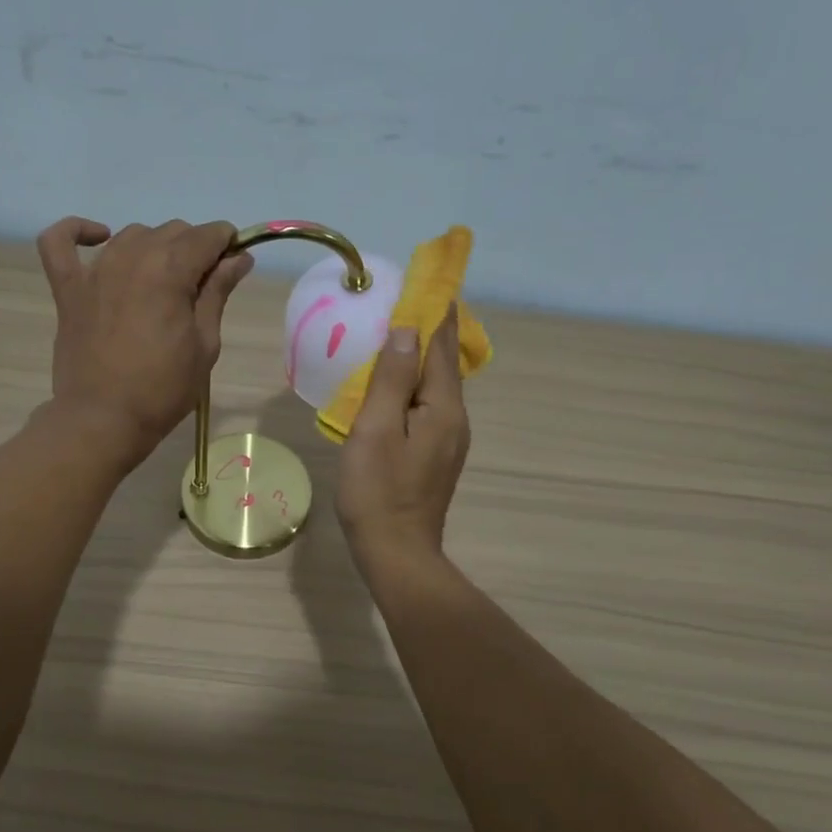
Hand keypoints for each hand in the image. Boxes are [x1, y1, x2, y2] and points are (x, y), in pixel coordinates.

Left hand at [37, 217, 253, 467]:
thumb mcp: (204, 344)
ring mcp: (95, 270)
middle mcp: (132, 257)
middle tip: (201, 287)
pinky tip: (99, 238)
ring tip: (162, 280)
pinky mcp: (68, 288)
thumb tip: (238, 257)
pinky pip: (59, 242)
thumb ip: (218, 293)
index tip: (234, 263)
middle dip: (194, 248)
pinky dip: (77, 231)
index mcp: (170, 270)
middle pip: (172, 231)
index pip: (206, 236)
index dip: (226, 243)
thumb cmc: (163, 389)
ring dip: (154, 246)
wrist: (104, 419)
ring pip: (131, 234)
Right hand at [335, 307, 469, 572]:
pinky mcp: (436, 456)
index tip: (427, 278)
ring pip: (436, 386)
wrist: (397, 553)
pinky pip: (428, 407)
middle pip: (443, 363)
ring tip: (396, 334)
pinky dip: (414, 386)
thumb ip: (393, 379)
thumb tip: (407, 330)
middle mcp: (455, 418)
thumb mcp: (376, 430)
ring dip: (420, 358)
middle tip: (405, 300)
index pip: (442, 344)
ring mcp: (448, 440)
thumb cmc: (378, 491)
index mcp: (444, 407)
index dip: (434, 310)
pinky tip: (395, 386)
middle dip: (428, 329)